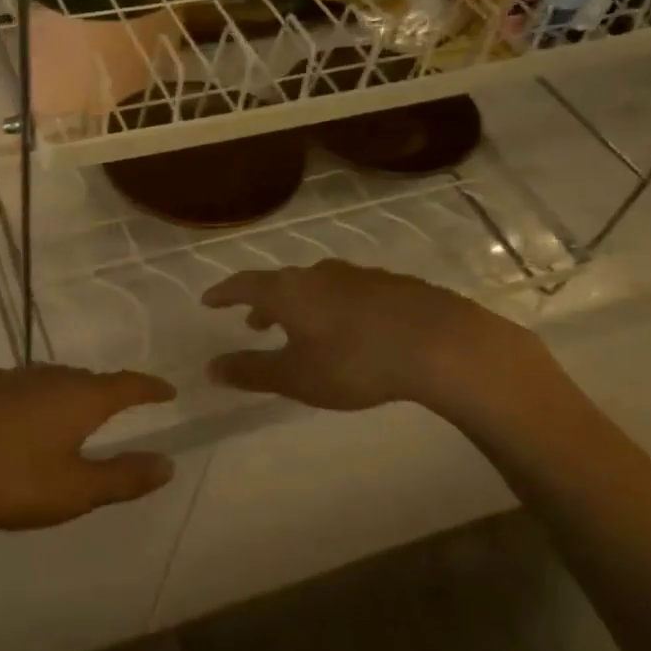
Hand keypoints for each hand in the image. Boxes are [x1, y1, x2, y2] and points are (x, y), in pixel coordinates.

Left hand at [0, 365, 176, 536]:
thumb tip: (167, 463)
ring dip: (63, 397)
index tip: (167, 389)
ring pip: (46, 382)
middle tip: (117, 409)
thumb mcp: (72, 491)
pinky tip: (11, 425)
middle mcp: (44, 377)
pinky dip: (26, 403)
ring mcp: (3, 378)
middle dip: (105, 393)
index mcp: (77, 397)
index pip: (126, 385)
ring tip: (65, 419)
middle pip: (85, 380)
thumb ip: (123, 478)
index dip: (149, 388)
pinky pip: (13, 390)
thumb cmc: (5, 479)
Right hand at [202, 260, 551, 419]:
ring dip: (301, 305)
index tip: (209, 301)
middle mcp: (319, 274)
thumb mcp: (296, 377)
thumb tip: (210, 367)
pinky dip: (335, 307)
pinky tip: (350, 329)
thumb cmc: (355, 362)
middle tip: (255, 323)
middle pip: (281, 283)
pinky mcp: (393, 284)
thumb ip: (251, 371)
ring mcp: (359, 276)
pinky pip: (350, 292)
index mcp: (289, 291)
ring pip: (317, 286)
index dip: (224, 293)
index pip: (244, 284)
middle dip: (264, 303)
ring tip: (303, 328)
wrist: (441, 345)